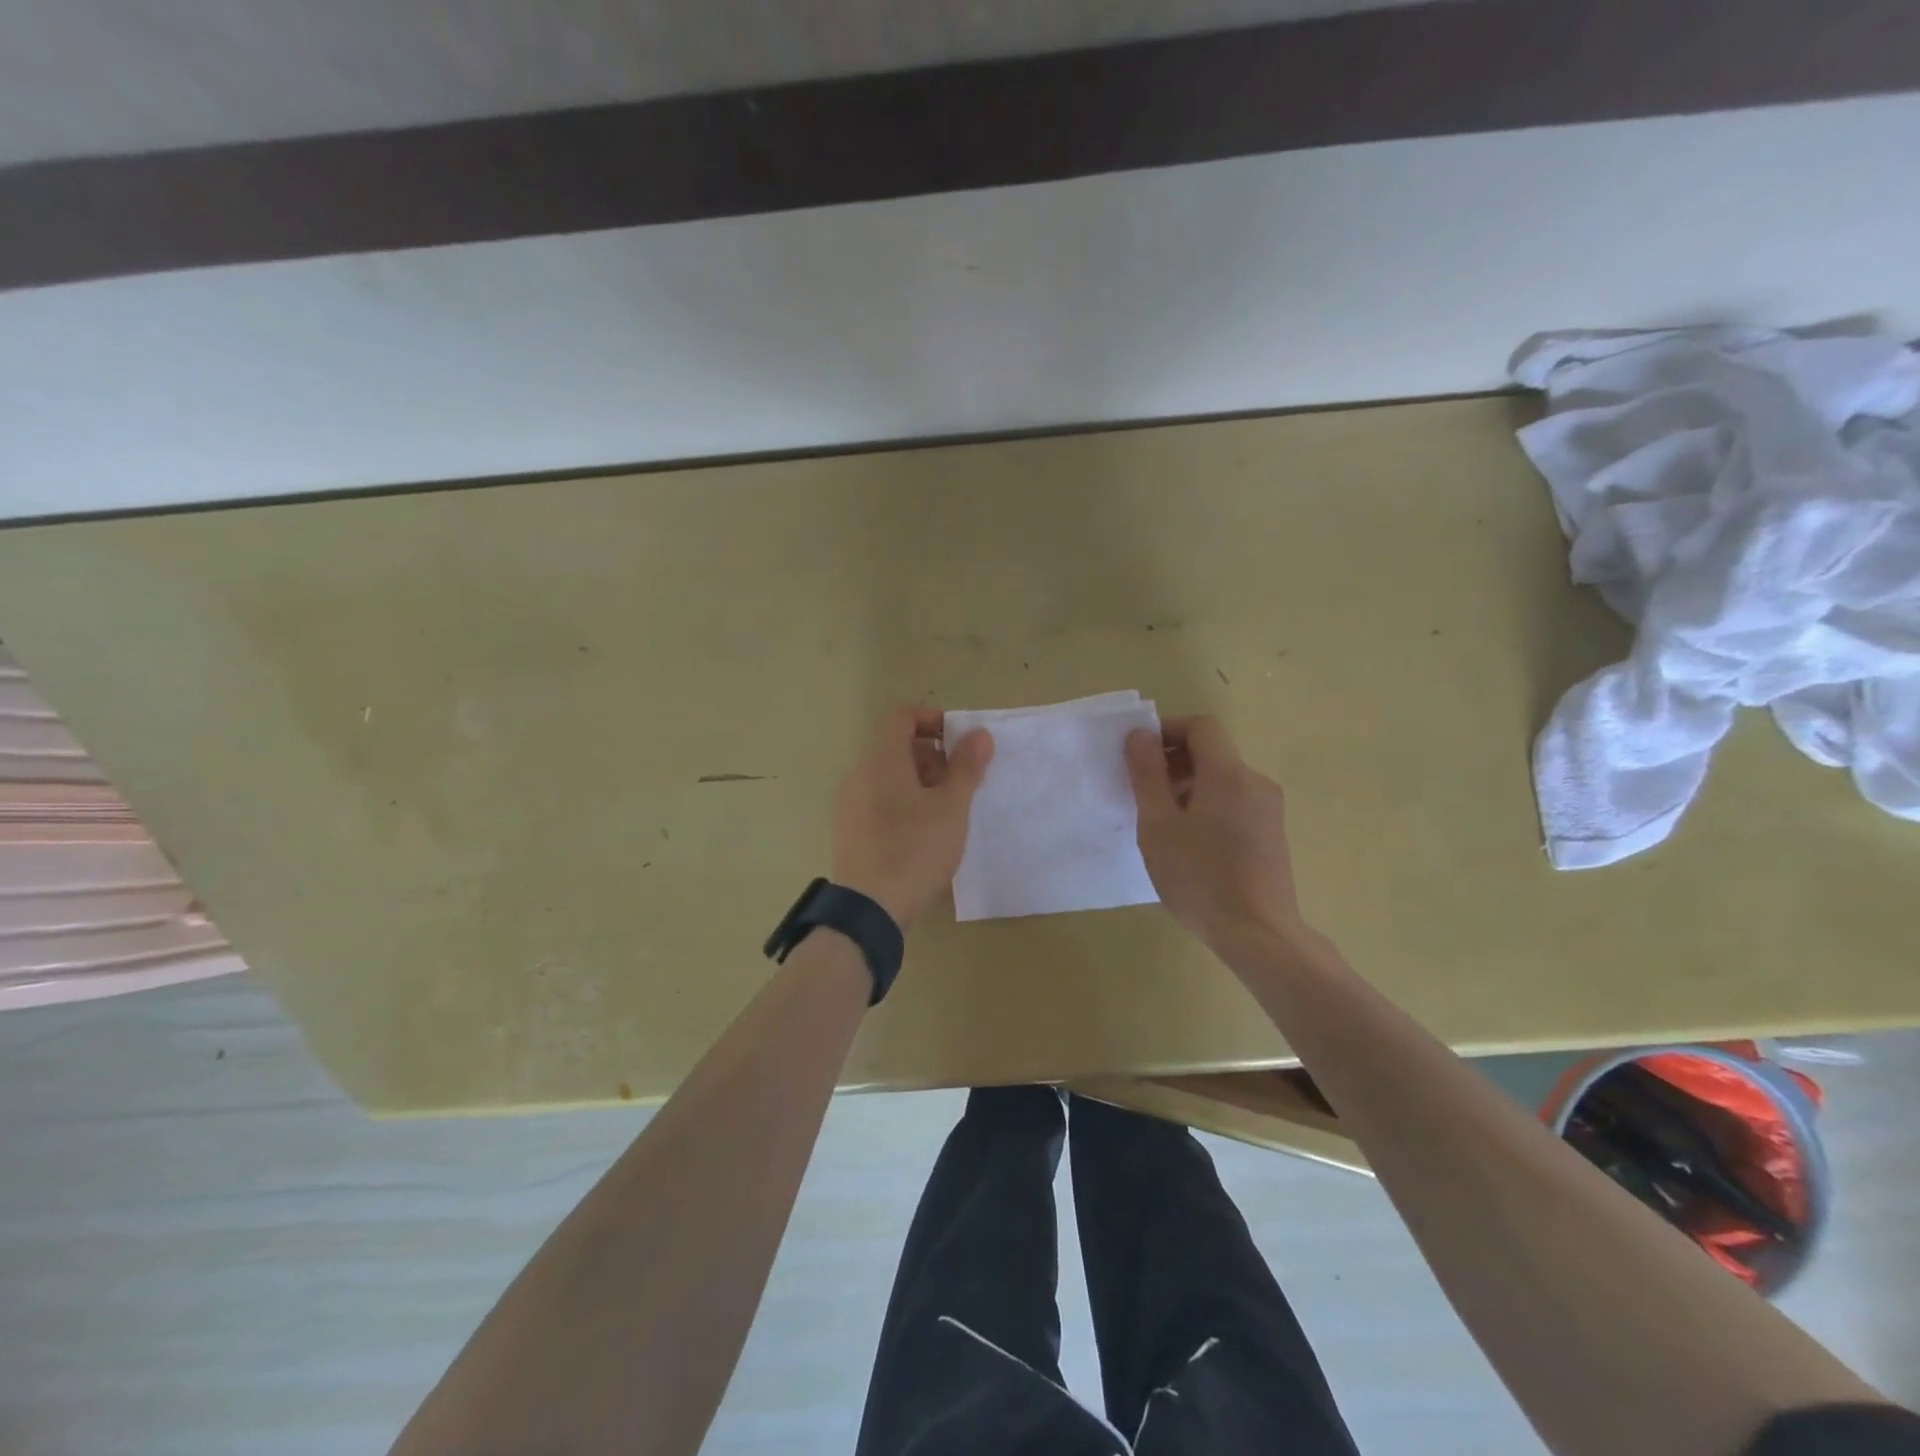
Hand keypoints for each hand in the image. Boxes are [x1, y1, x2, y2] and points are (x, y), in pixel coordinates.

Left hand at [832, 707, 993, 928]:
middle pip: (895, 748)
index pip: (902, 717)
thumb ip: (967, 767)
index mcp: (882, 761)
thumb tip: (979, 733)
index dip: (933, 720)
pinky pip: (877, 801)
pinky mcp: (848, 831)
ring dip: (919, 782)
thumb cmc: (915, 850)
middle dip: (932, 757)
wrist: (869, 909)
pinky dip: (902, 803)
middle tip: (959, 784)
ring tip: (945, 813)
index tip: (960, 743)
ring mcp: (849, 804)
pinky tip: (921, 835)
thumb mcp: (951, 807)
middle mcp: (859, 775)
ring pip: (887, 777)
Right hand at [1124, 715, 1305, 949]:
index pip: (1201, 726)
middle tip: (1142, 793)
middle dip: (1173, 762)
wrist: (1259, 935)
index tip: (1139, 755)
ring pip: (1223, 780)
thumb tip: (1140, 735)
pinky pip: (1235, 803)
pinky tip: (1190, 845)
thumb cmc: (1200, 877)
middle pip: (1212, 753)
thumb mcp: (1158, 825)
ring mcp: (1269, 810)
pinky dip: (1208, 807)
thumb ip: (1147, 775)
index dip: (1167, 730)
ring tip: (1162, 824)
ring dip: (1189, 787)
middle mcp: (1255, 783)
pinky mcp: (1273, 835)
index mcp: (1228, 774)